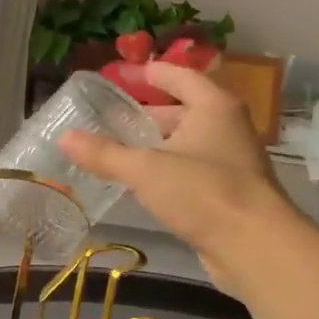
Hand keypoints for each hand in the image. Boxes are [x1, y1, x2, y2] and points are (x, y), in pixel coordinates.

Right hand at [61, 60, 290, 292]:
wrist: (253, 246)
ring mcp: (230, 161)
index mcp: (213, 107)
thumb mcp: (145, 169)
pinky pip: (190, 170)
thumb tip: (64, 137)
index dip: (153, 73)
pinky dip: (167, 170)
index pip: (180, 77)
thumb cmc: (202, 192)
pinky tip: (142, 183)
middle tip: (111, 117)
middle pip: (183, 110)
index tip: (127, 72)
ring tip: (119, 149)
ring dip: (156, 144)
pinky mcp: (228, 192)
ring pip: (186, 143)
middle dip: (148, 113)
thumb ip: (104, 153)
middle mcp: (227, 127)